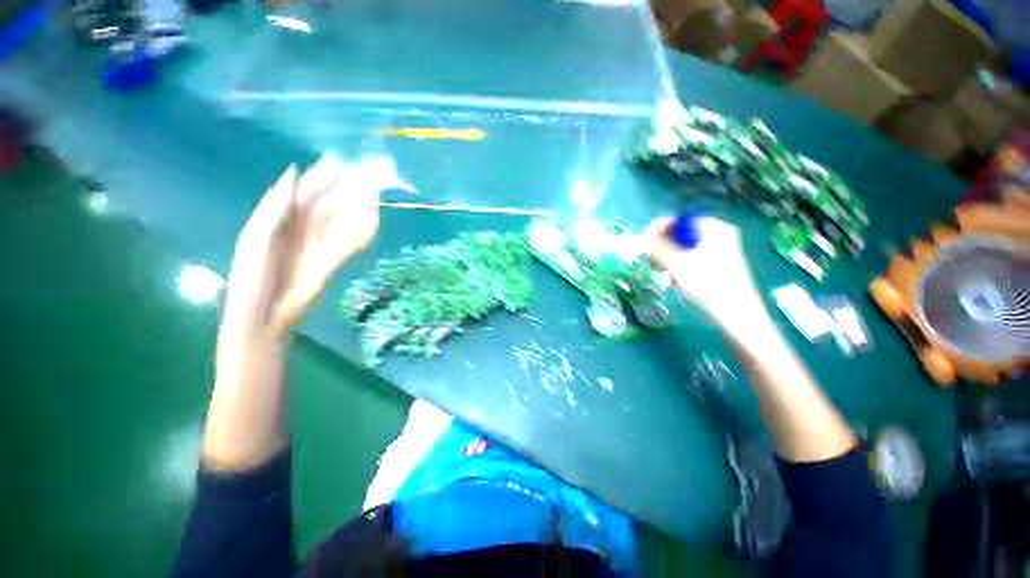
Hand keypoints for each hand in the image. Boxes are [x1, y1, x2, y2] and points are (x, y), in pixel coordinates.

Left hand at [221, 156, 379, 341]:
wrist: (264, 315)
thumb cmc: (252, 276)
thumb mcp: (257, 238)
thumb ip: (275, 207)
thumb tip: (294, 172)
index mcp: (282, 216)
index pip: (307, 190)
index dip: (323, 175)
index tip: (342, 161)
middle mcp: (304, 226)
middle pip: (330, 203)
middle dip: (349, 189)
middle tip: (370, 175)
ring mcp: (321, 243)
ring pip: (344, 220)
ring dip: (360, 208)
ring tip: (376, 195)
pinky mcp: (334, 259)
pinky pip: (351, 242)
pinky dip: (363, 232)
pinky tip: (374, 221)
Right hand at [645, 216, 762, 324]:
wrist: (736, 314)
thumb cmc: (707, 284)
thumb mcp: (678, 264)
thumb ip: (658, 248)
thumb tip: (643, 238)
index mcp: (715, 229)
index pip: (681, 221)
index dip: (660, 228)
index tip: (644, 240)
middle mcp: (720, 236)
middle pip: (683, 236)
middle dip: (663, 247)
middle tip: (649, 259)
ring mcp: (722, 252)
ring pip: (686, 250)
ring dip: (669, 260)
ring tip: (660, 272)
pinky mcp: (719, 267)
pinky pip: (694, 261)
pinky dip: (681, 268)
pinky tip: (673, 282)